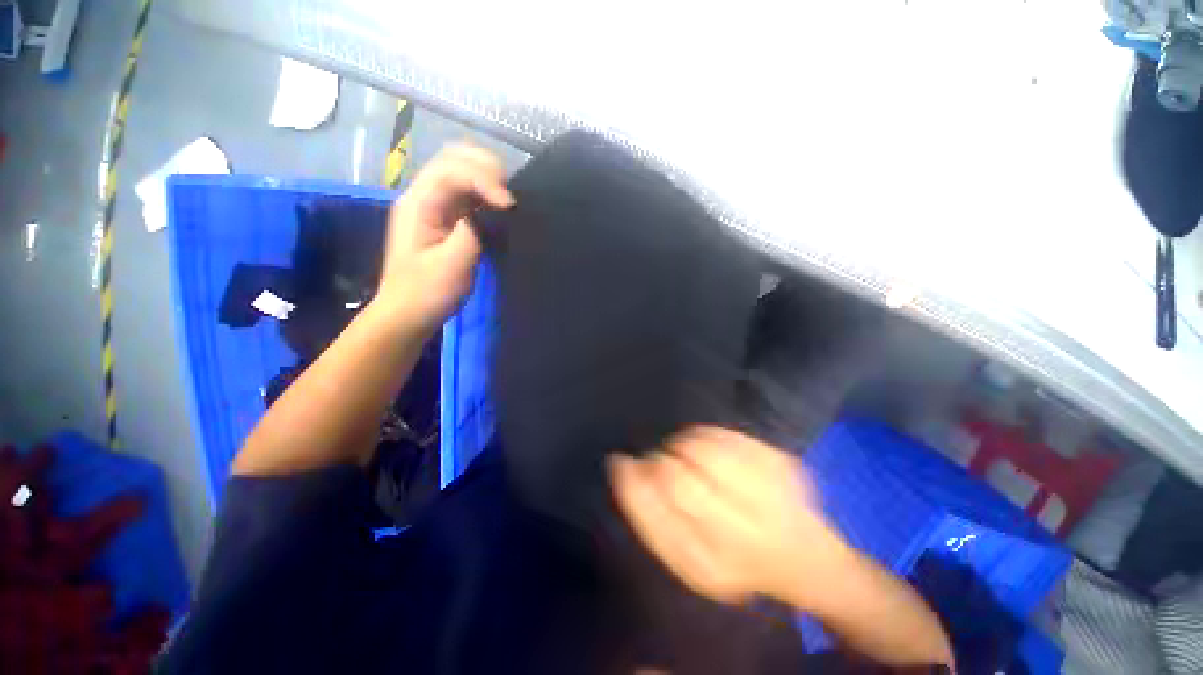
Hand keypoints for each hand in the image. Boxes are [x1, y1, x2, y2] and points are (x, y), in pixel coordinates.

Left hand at [376, 143, 514, 333]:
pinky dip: (486, 195)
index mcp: (419, 204)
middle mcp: (423, 196)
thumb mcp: (452, 265)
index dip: (485, 180)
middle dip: (486, 168)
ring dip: (487, 179)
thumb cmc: (427, 293)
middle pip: (454, 158)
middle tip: (509, 196)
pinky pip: (468, 195)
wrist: (408, 314)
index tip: (509, 206)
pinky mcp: (445, 219)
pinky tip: (498, 210)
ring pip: (462, 172)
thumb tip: (492, 211)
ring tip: (507, 201)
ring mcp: (433, 206)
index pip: (452, 170)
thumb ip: (472, 232)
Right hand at [609, 426, 850, 608]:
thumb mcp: (686, 558)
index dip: (634, 478)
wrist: (804, 559)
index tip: (622, 463)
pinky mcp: (780, 463)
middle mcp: (743, 532)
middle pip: (677, 475)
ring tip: (684, 456)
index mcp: (713, 563)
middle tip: (660, 463)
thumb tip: (622, 466)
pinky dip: (705, 435)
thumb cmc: (734, 560)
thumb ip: (649, 516)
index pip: (656, 508)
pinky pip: (725, 434)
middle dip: (658, 462)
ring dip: (681, 445)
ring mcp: (768, 493)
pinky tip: (708, 450)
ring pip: (701, 447)